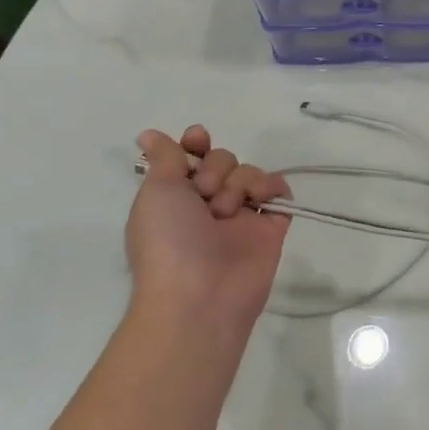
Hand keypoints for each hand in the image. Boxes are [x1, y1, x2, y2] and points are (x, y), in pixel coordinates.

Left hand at [128, 126, 290, 333]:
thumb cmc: (168, 242)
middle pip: (223, 159)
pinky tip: (259, 200)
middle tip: (205, 196)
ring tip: (228, 211)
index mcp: (176, 198)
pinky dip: (272, 187)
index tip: (198, 140)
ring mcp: (241, 215)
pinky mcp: (271, 226)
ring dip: (238, 182)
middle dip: (215, 169)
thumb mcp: (156, 192)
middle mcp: (208, 204)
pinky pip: (279, 190)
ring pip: (250, 172)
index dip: (196, 144)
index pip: (192, 157)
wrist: (200, 296)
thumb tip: (149, 134)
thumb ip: (165, 158)